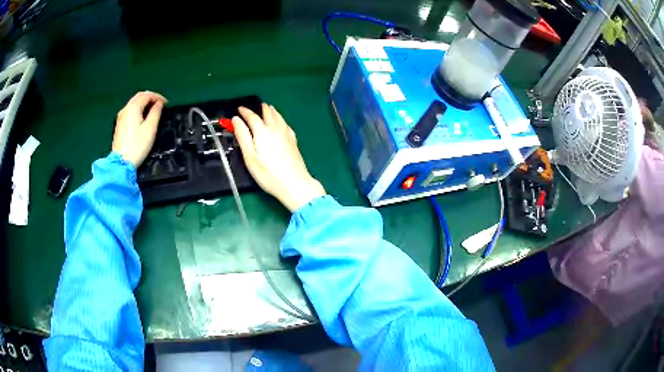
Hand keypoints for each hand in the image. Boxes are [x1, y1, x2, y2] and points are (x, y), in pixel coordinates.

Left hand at [112, 91, 166, 167]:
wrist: (121, 162)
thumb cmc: (137, 145)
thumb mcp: (150, 129)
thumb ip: (156, 113)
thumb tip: (159, 104)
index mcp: (133, 108)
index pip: (147, 95)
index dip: (158, 97)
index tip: (166, 104)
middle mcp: (125, 109)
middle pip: (139, 96)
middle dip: (150, 97)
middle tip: (160, 104)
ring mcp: (121, 116)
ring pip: (134, 102)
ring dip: (144, 102)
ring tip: (152, 110)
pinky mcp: (119, 124)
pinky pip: (130, 110)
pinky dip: (138, 108)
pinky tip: (142, 116)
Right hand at [233, 103, 325, 211]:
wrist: (294, 183)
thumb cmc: (268, 173)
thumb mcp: (250, 156)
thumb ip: (242, 136)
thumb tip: (236, 119)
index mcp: (262, 131)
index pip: (252, 117)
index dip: (245, 112)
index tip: (239, 109)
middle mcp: (276, 129)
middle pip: (269, 113)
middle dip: (262, 108)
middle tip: (258, 106)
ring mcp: (287, 134)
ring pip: (279, 117)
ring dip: (272, 111)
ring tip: (269, 108)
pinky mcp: (294, 141)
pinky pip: (286, 124)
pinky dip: (281, 119)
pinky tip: (282, 123)